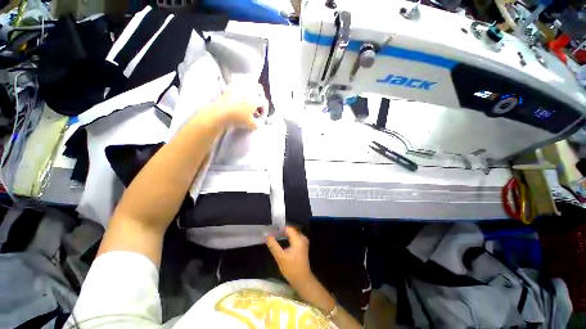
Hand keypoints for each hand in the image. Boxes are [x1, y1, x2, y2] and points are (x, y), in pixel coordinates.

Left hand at [206, 83, 267, 129]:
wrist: (220, 113)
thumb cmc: (238, 119)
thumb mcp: (251, 125)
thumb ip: (258, 123)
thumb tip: (259, 122)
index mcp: (256, 99)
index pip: (264, 102)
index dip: (265, 110)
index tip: (262, 117)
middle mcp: (249, 91)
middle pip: (259, 89)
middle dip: (260, 97)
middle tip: (257, 106)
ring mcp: (239, 88)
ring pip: (249, 86)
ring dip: (251, 94)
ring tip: (248, 103)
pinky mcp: (230, 88)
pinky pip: (238, 88)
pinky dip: (241, 93)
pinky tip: (238, 101)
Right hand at [267, 227, 313, 288]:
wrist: (302, 280)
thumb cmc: (291, 268)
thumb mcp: (280, 257)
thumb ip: (273, 245)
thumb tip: (268, 235)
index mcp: (298, 239)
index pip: (288, 228)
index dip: (280, 228)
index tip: (272, 230)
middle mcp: (302, 238)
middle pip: (291, 230)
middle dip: (283, 230)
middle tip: (273, 232)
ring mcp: (304, 242)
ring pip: (293, 233)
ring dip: (286, 233)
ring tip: (277, 235)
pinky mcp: (303, 246)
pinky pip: (295, 237)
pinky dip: (289, 237)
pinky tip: (284, 240)